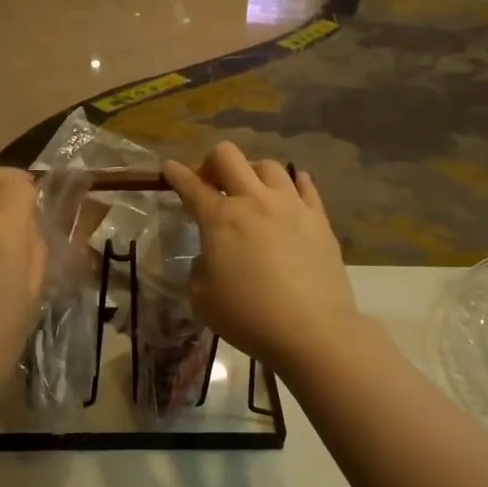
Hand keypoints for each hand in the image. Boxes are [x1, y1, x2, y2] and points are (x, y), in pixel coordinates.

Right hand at [162, 143, 361, 377]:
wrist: (312, 331)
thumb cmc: (249, 317)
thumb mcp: (202, 298)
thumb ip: (201, 266)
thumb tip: (214, 254)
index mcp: (220, 218)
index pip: (190, 184)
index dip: (175, 173)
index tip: (169, 168)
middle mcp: (254, 200)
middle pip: (228, 156)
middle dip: (211, 162)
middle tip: (210, 183)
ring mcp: (290, 205)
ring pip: (268, 165)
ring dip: (251, 173)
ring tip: (251, 192)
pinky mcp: (319, 217)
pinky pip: (305, 184)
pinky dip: (291, 183)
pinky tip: (288, 193)